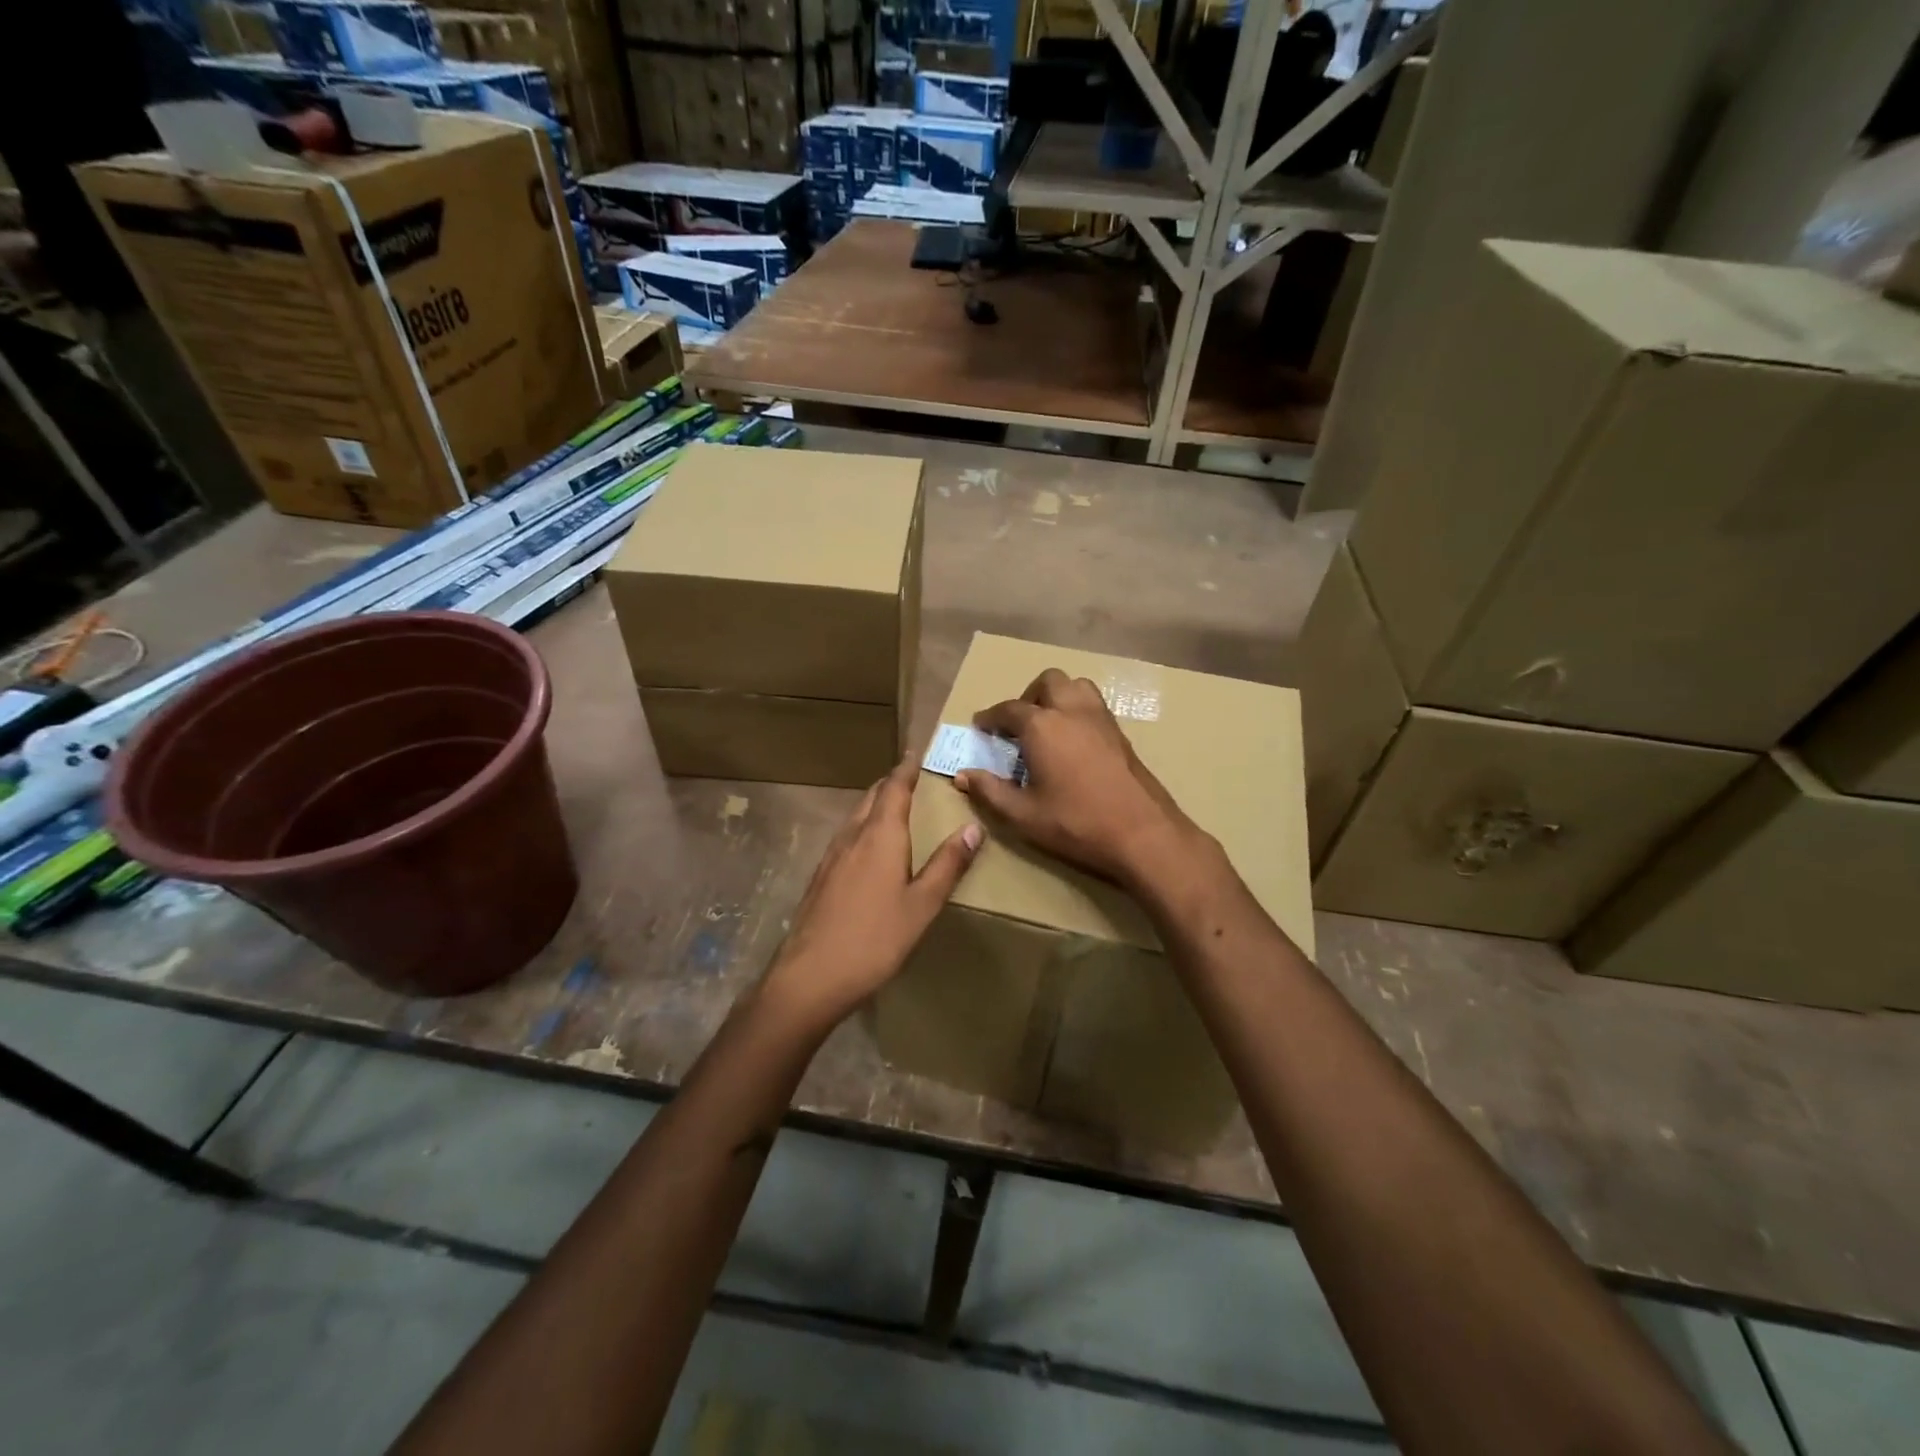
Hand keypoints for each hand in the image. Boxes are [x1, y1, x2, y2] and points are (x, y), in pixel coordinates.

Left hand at [760, 754, 981, 1034]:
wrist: (810, 977)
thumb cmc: (875, 939)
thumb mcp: (922, 905)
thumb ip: (947, 865)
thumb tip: (973, 827)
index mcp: (879, 836)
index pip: (894, 788)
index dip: (906, 768)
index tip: (917, 751)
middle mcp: (852, 836)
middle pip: (871, 797)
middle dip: (891, 784)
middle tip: (913, 779)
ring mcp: (831, 857)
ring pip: (855, 817)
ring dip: (876, 805)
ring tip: (896, 810)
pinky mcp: (820, 877)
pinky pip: (846, 837)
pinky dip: (863, 829)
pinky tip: (870, 851)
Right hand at [955, 668, 1202, 890]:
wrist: (1142, 833)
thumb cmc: (1076, 823)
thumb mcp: (1023, 814)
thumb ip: (990, 791)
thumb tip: (963, 775)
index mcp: (1042, 726)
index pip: (1008, 709)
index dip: (990, 717)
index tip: (980, 726)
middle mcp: (1071, 711)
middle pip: (1047, 682)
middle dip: (1027, 696)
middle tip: (1017, 724)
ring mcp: (1101, 718)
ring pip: (1075, 685)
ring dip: (1056, 696)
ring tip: (1046, 725)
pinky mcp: (1120, 732)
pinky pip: (1094, 704)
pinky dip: (1077, 709)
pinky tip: (1072, 740)